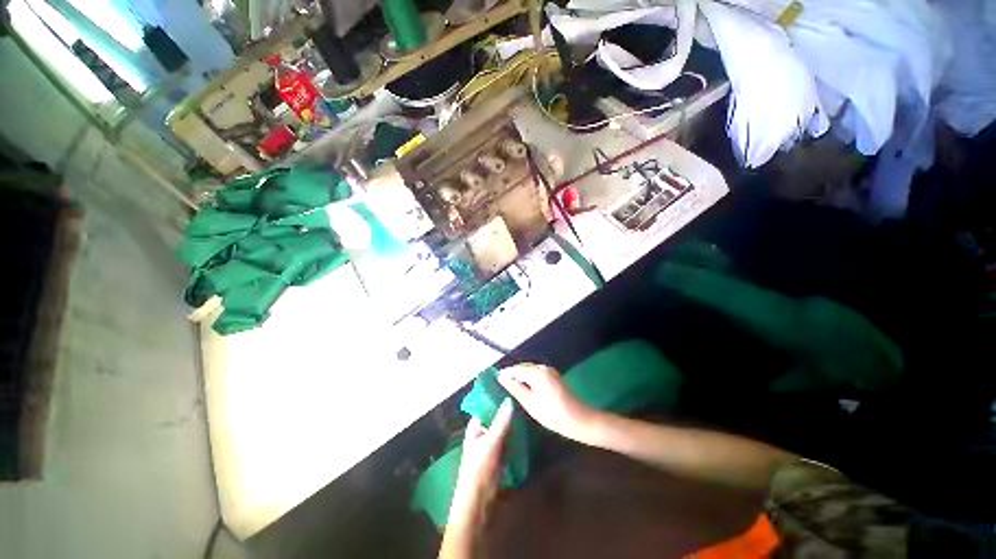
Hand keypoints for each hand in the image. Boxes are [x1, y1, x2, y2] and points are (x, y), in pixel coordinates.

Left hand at [444, 397, 513, 554]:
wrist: (479, 502)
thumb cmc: (480, 469)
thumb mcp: (491, 442)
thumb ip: (501, 421)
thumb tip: (510, 399)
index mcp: (475, 426)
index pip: (486, 405)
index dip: (496, 396)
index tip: (511, 386)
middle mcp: (483, 432)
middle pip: (496, 415)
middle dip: (507, 408)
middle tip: (523, 397)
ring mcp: (492, 443)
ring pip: (504, 427)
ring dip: (513, 420)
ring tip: (528, 408)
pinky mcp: (501, 453)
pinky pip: (509, 438)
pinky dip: (516, 433)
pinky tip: (527, 427)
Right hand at [498, 364, 597, 442]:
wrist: (582, 421)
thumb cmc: (555, 415)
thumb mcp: (531, 404)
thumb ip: (515, 388)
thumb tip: (501, 377)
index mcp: (538, 372)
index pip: (516, 368)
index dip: (504, 373)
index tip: (493, 380)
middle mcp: (544, 367)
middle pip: (522, 367)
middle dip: (511, 375)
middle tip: (499, 386)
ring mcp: (550, 371)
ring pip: (528, 370)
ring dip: (519, 377)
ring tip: (508, 388)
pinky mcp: (553, 377)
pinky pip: (535, 374)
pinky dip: (527, 380)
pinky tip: (523, 389)